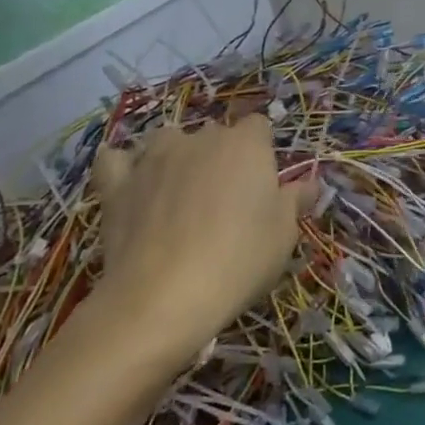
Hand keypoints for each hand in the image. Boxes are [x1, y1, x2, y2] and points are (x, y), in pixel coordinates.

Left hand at [90, 116, 311, 364]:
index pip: (258, 126)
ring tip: (179, 189)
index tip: (262, 184)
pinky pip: (115, 160)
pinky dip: (123, 166)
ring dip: (175, 155)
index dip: (261, 151)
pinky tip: (130, 183)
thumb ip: (294, 202)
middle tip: (225, 198)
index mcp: (246, 145)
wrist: (162, 297)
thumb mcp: (283, 235)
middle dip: (220, 155)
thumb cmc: (239, 260)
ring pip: (167, 139)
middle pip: (214, 132)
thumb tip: (309, 185)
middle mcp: (200, 139)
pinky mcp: (116, 184)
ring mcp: (154, 158)